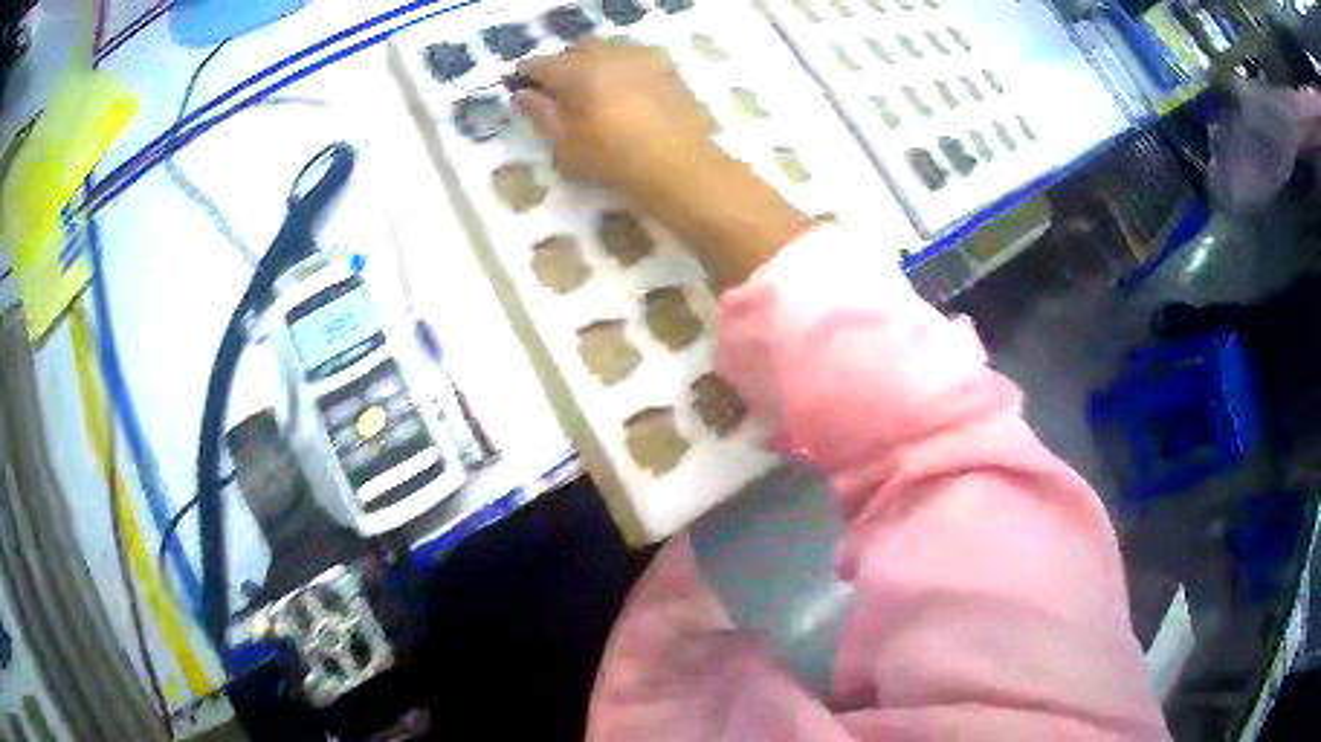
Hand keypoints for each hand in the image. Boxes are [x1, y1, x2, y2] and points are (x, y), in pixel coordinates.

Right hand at [513, 38, 813, 287]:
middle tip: (562, 96)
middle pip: (576, 50)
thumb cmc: (612, 160)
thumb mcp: (564, 144)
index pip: (540, 65)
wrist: (679, 166)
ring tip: (598, 94)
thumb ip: (539, 113)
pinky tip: (628, 96)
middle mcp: (608, 53)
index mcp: (577, 71)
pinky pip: (636, 60)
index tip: (522, 91)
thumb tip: (521, 93)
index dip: (526, 77)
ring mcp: (642, 57)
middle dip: (564, 67)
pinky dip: (624, 71)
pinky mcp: (668, 68)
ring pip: (609, 50)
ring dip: (596, 65)